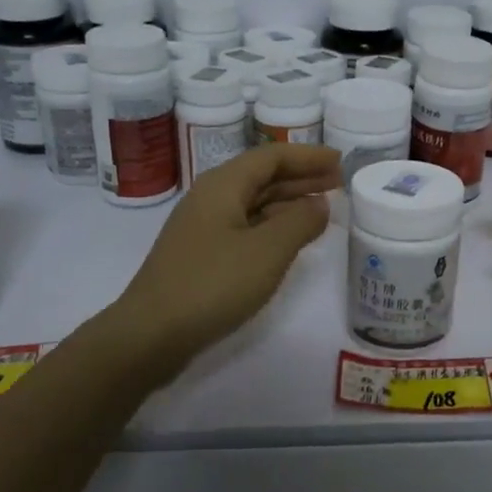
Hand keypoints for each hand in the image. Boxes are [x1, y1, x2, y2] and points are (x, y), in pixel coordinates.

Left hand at [108, 143, 341, 373]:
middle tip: (339, 183)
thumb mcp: (267, 251)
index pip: (272, 157)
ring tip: (323, 208)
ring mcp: (203, 227)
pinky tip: (291, 239)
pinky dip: (273, 225)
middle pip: (262, 177)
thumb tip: (320, 204)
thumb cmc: (212, 284)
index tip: (340, 161)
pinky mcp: (202, 254)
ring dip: (289, 202)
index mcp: (223, 186)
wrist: (151, 334)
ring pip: (254, 203)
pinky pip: (245, 226)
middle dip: (302, 178)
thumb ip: (300, 222)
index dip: (308, 156)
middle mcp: (211, 198)